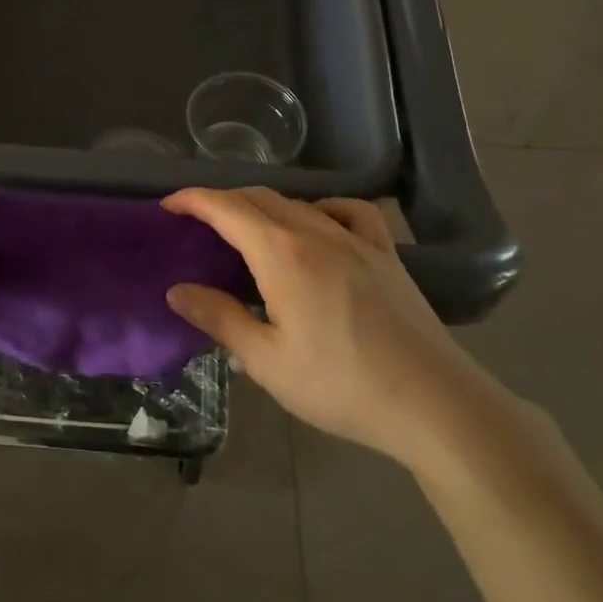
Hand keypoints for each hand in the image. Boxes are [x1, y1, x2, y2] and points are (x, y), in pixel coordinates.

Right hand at [162, 188, 509, 473]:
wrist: (434, 403)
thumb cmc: (342, 385)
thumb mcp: (267, 361)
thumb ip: (220, 319)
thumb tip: (178, 290)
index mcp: (282, 254)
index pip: (227, 208)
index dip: (193, 199)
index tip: (168, 205)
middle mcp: (316, 232)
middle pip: (260, 198)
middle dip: (223, 201)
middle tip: (198, 223)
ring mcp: (357, 240)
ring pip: (299, 203)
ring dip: (264, 206)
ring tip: (248, 229)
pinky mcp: (386, 254)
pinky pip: (351, 212)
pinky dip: (323, 208)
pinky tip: (319, 224)